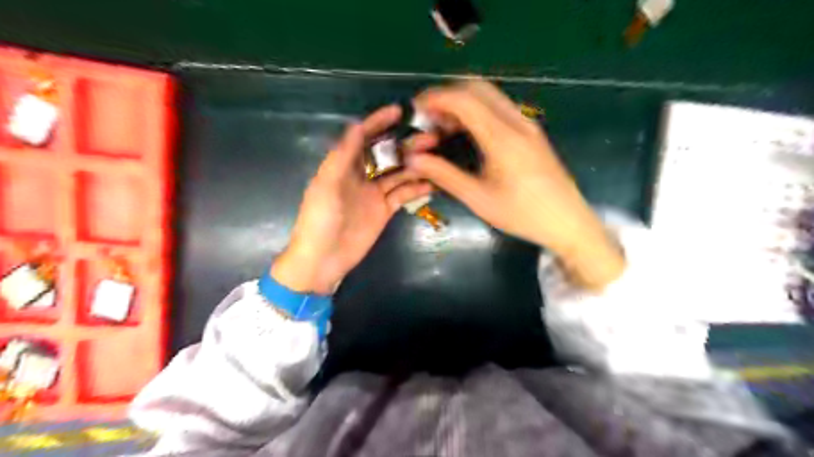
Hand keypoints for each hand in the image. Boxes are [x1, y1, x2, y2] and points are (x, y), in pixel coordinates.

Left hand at [269, 104, 435, 294]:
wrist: (324, 259)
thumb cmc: (320, 219)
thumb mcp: (325, 184)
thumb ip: (342, 156)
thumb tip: (357, 125)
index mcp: (344, 165)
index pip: (363, 137)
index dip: (379, 122)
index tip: (400, 111)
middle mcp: (361, 175)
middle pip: (386, 154)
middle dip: (406, 144)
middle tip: (430, 137)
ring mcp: (375, 193)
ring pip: (399, 173)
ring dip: (416, 164)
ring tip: (437, 158)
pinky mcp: (385, 210)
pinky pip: (404, 195)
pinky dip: (418, 188)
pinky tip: (433, 183)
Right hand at [408, 81, 625, 288]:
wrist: (569, 222)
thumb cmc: (523, 215)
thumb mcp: (479, 199)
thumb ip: (444, 175)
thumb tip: (413, 160)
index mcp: (503, 138)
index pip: (464, 99)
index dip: (435, 98)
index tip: (415, 109)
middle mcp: (517, 122)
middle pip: (477, 88)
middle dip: (447, 95)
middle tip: (428, 118)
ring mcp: (527, 124)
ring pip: (490, 95)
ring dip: (463, 102)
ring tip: (443, 127)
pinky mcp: (531, 131)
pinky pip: (499, 108)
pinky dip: (477, 110)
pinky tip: (467, 133)